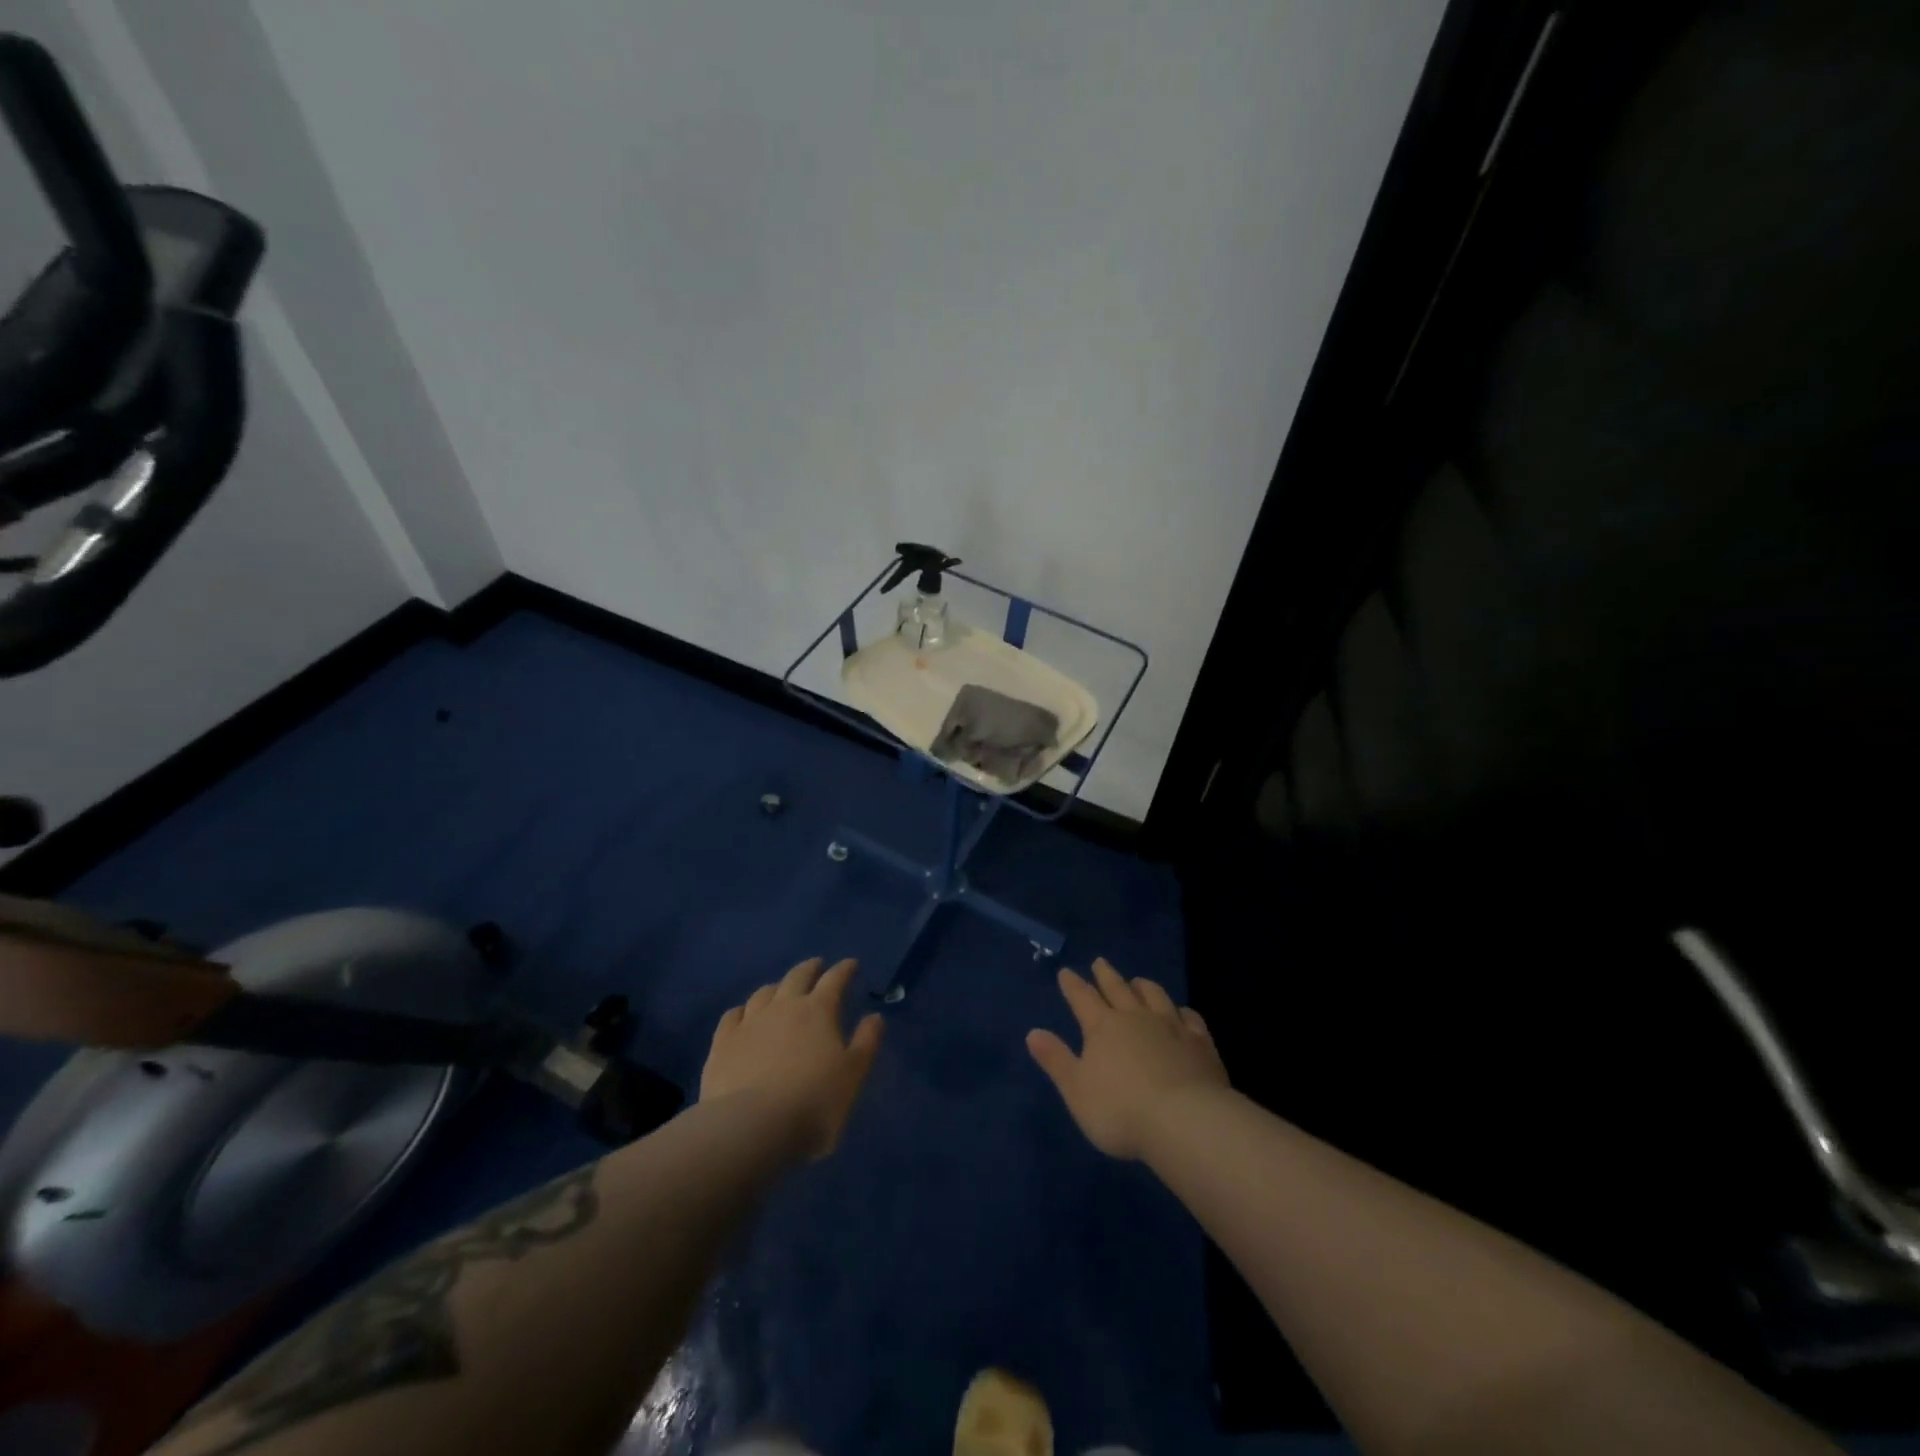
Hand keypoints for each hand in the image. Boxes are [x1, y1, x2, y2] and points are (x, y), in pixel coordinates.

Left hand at [701, 957, 883, 1159]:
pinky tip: (743, 1015)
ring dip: (777, 987)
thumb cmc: (813, 1102)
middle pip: (797, 977)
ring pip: (764, 993)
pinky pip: (733, 1016)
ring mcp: (750, 1022)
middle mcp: (784, 1006)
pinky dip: (743, 1010)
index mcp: (819, 1010)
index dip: (845, 969)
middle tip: (817, 965)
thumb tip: (875, 1016)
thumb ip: (866, 1042)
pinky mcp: (723, 1043)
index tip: (851, 964)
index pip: (835, 979)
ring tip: (781, 989)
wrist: (750, 1127)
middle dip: (810, 968)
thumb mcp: (853, 1074)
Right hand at [1027, 957, 1227, 1159]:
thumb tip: (1033, 1033)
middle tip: (1100, 962)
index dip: (1073, 985)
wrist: (1185, 1121)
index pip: (1083, 998)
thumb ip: (1056, 1060)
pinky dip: (1183, 1012)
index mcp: (1103, 1027)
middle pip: (1118, 989)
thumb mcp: (1076, 1090)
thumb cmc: (1121, 1110)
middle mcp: (1136, 1018)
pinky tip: (1182, 1013)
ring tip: (1138, 981)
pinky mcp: (1200, 1043)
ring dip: (1143, 986)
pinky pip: (1190, 1018)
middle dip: (1106, 975)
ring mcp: (1171, 1027)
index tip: (1066, 972)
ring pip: (1154, 996)